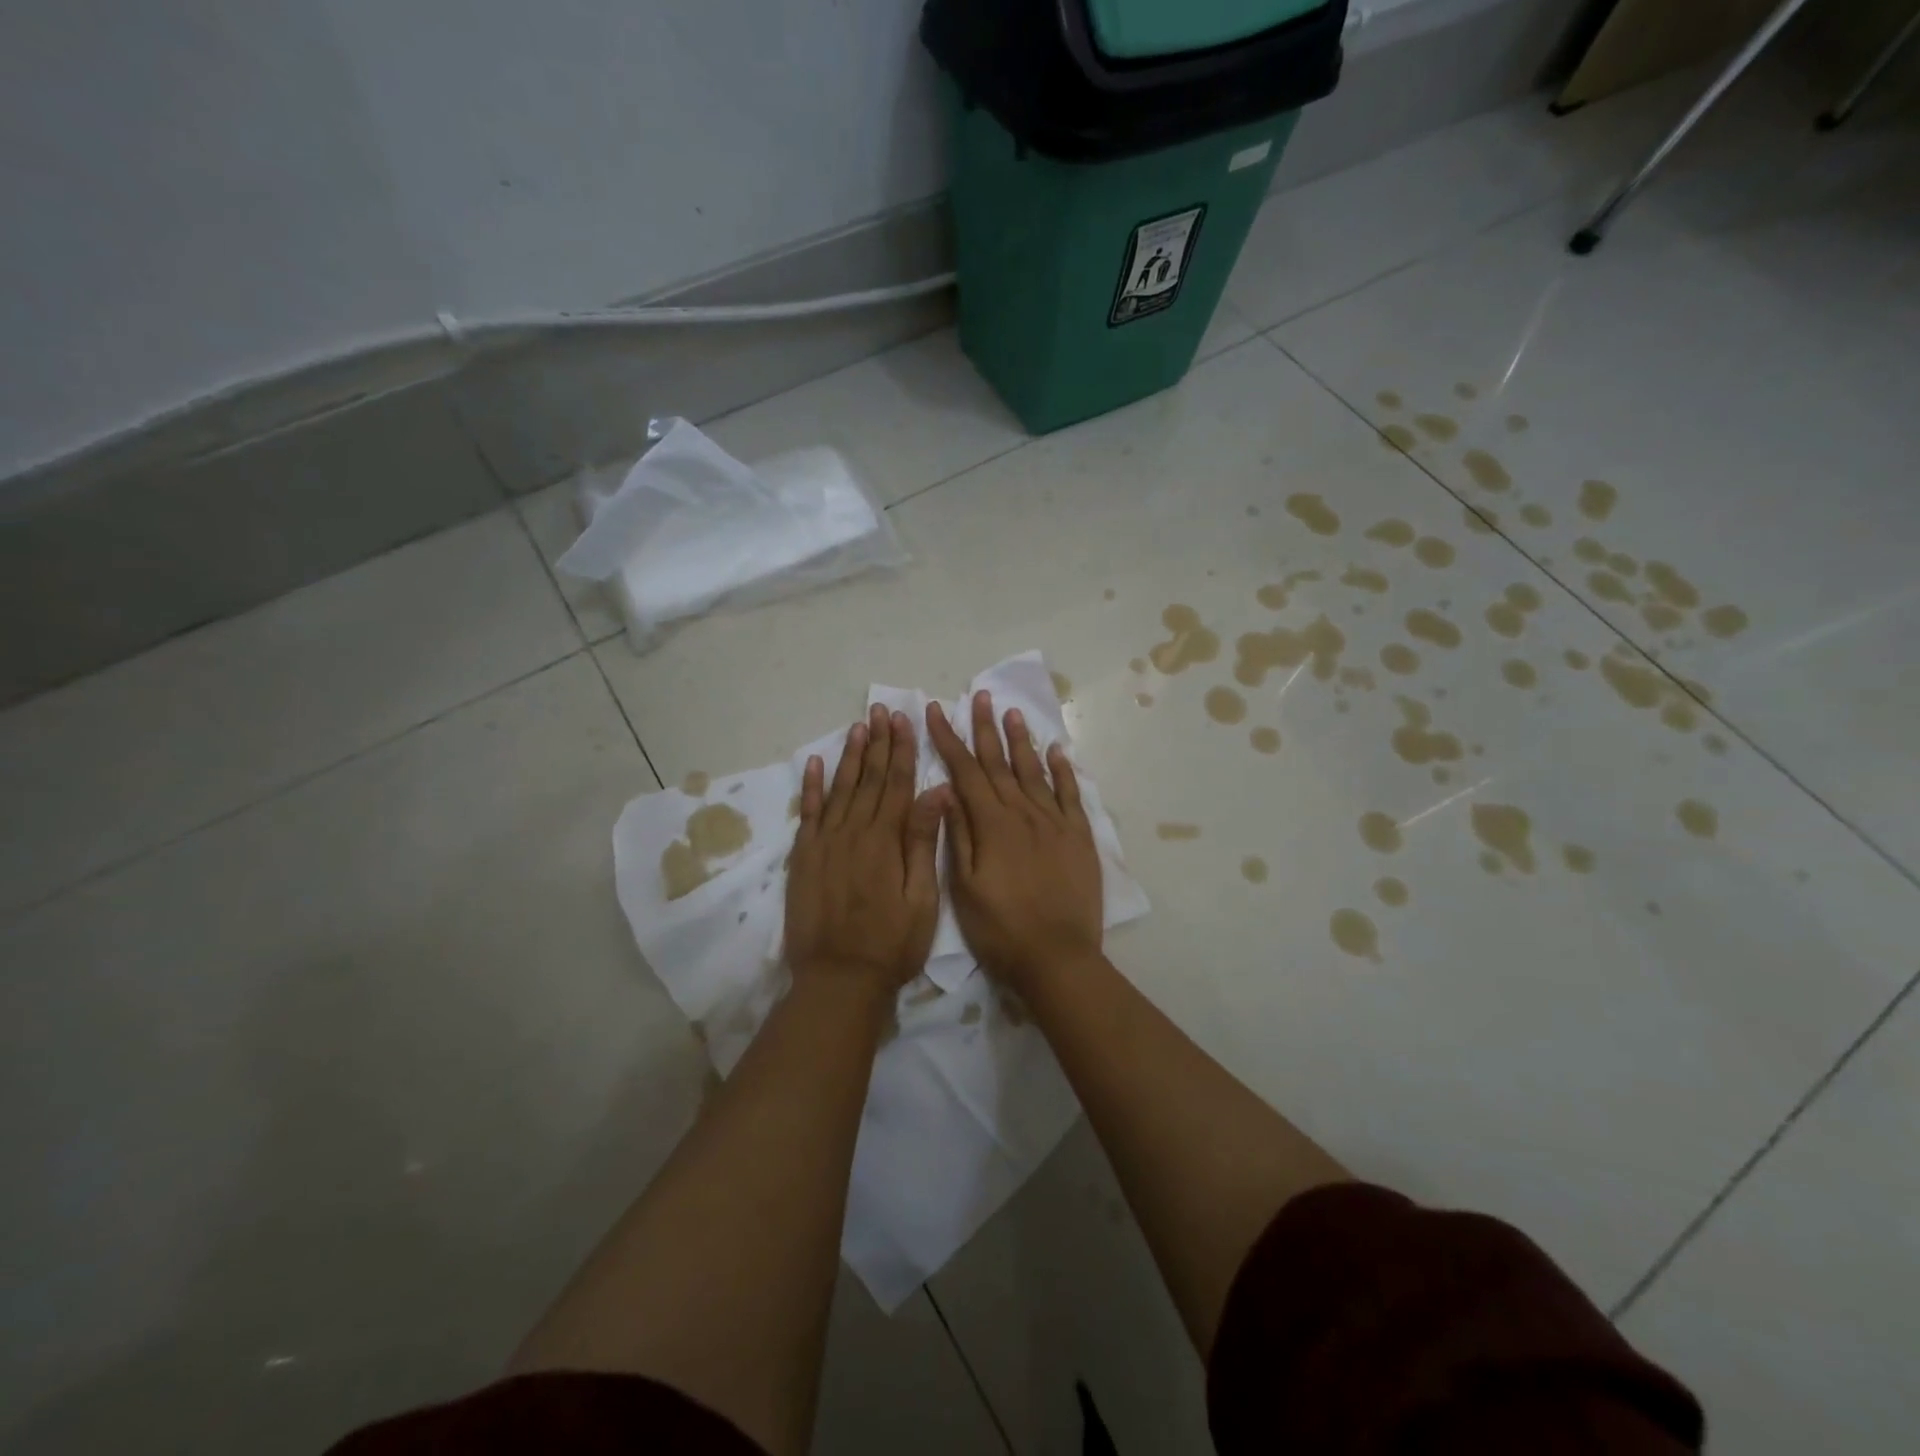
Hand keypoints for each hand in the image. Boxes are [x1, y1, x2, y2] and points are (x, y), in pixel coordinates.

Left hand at [785, 705, 946, 1001]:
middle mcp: (853, 833)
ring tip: (858, 727)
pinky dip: (811, 787)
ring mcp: (824, 843)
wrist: (839, 980)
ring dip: (849, 756)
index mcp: (885, 840)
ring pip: (839, 789)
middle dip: (877, 743)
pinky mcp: (803, 858)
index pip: (896, 784)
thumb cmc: (891, 944)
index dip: (901, 750)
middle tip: (880, 710)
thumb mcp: (922, 898)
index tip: (903, 720)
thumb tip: (937, 791)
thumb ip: (923, 841)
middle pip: (868, 779)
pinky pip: (808, 813)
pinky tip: (815, 763)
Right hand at [925, 692, 1103, 994]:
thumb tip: (948, 790)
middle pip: (1000, 763)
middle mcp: (1024, 813)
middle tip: (978, 696)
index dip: (949, 740)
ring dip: (1021, 740)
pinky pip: (1070, 794)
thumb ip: (958, 835)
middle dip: (985, 728)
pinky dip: (1063, 770)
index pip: (966, 771)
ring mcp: (1056, 823)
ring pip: (1034, 771)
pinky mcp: (1079, 837)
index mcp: (993, 824)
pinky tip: (1056, 751)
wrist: (1058, 958)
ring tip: (1012, 712)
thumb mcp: (964, 887)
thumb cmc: (1001, 929)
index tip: (936, 711)